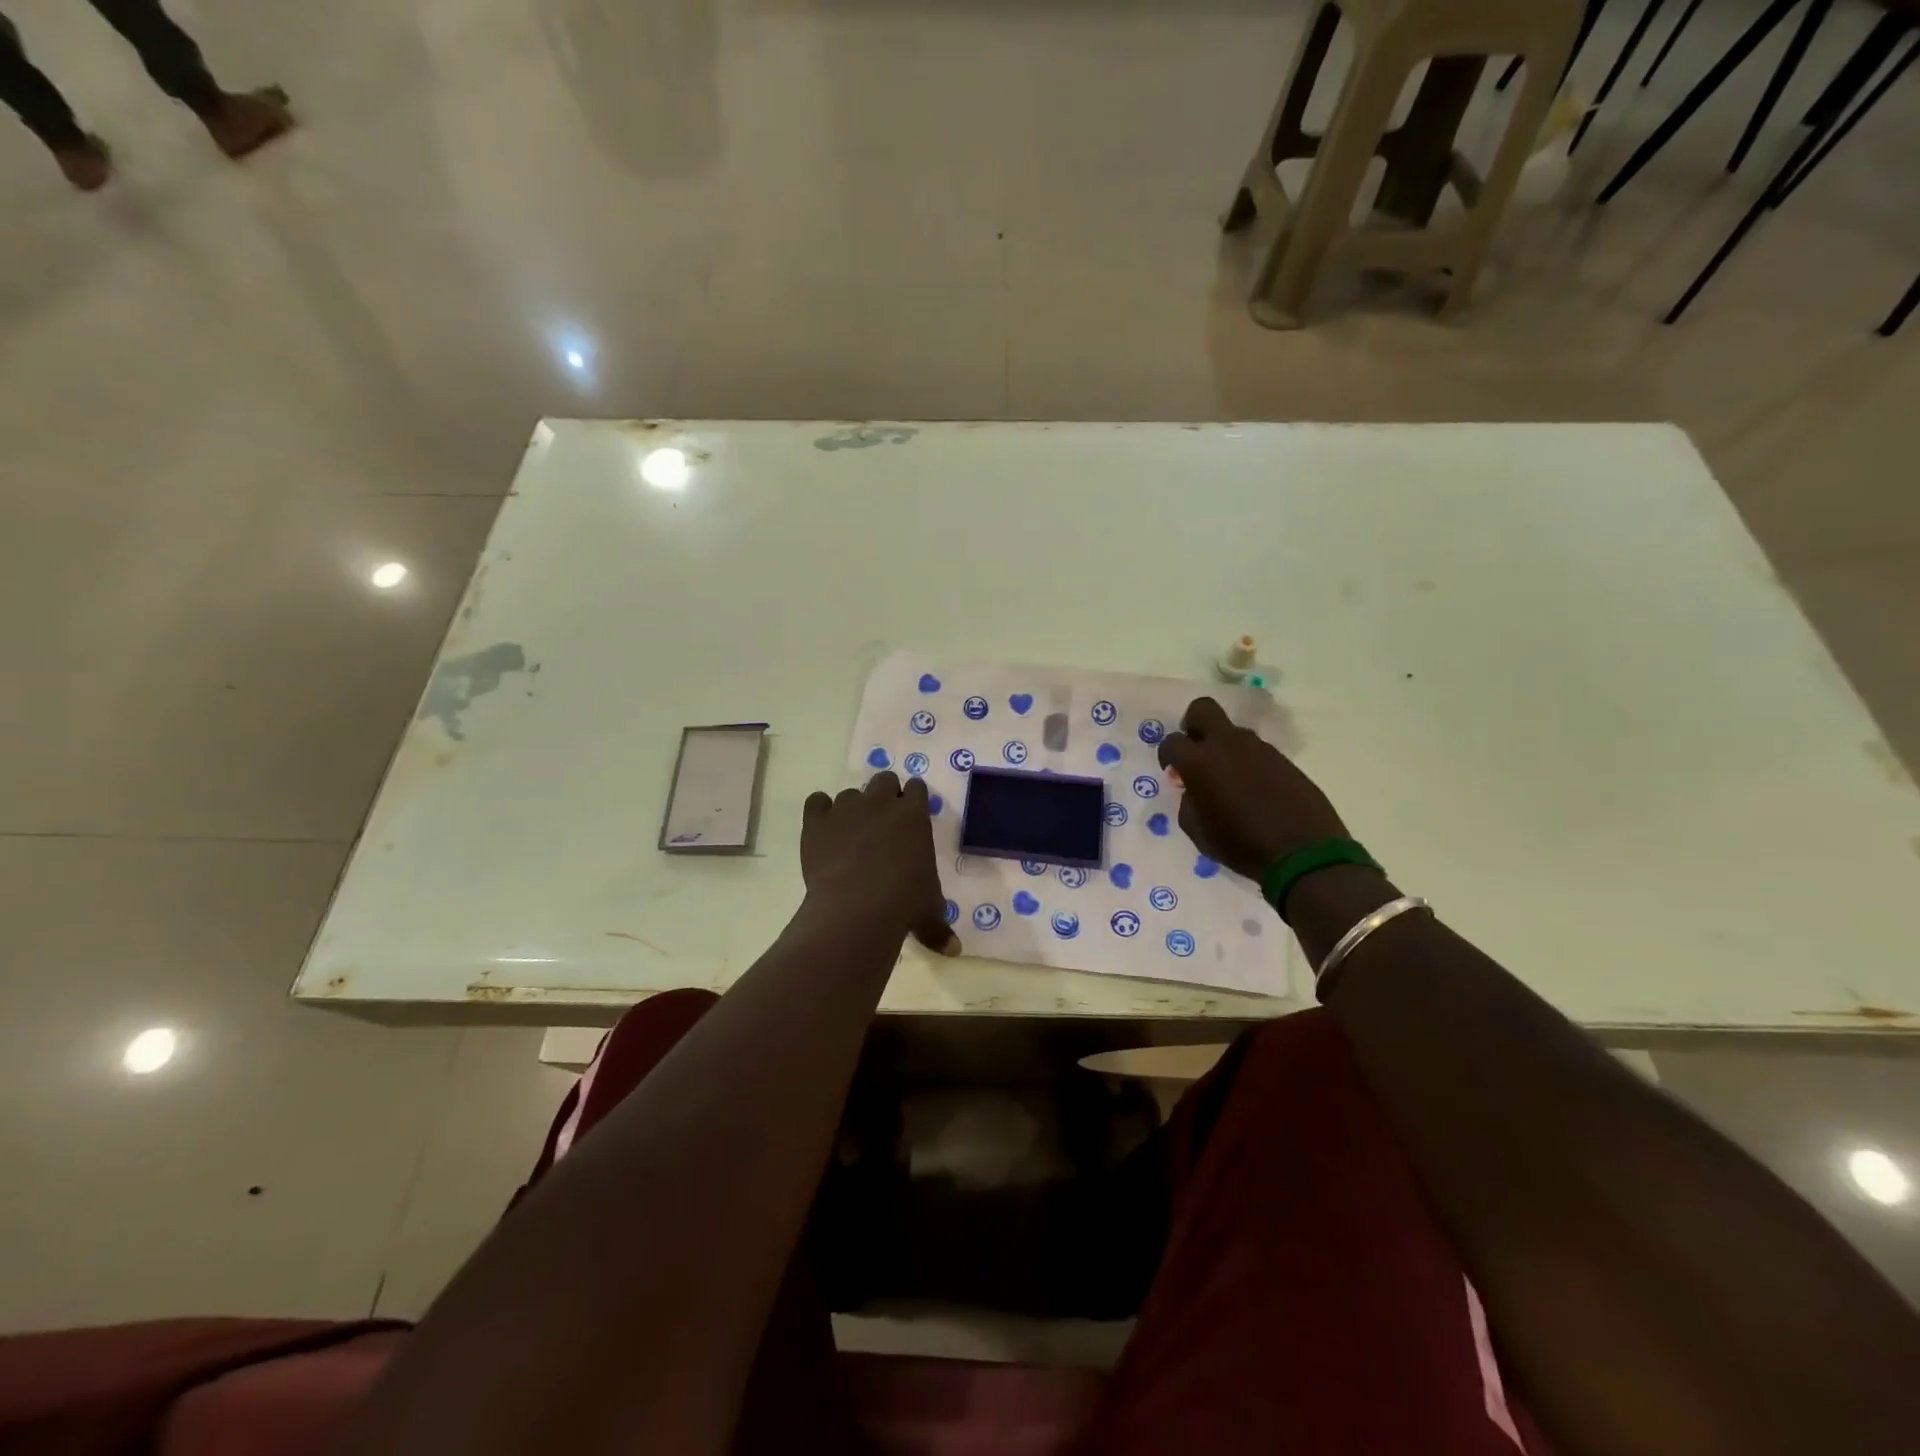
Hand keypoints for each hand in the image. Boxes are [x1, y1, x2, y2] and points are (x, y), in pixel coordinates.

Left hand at [802, 773, 959, 955]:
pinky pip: (816, 801)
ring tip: (850, 834)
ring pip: (850, 793)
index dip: (912, 800)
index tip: (910, 816)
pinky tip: (823, 830)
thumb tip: (954, 951)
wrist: (856, 908)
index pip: (917, 789)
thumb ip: (939, 926)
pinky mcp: (817, 821)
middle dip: (884, 795)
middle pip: (884, 780)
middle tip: (882, 822)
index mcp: (914, 815)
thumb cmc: (903, 904)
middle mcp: (881, 802)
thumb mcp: (928, 912)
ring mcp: (846, 808)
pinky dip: (820, 812)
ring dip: (852, 808)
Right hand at [1157, 697, 1349, 879]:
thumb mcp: (1198, 831)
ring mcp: (1259, 748)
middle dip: (1193, 724)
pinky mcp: (1282, 758)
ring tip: (1229, 780)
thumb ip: (1188, 802)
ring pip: (1232, 732)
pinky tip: (1254, 789)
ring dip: (1224, 748)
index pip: (1172, 741)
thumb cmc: (1241, 845)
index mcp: (1200, 762)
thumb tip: (1192, 788)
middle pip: (1202, 709)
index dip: (1169, 756)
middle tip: (1196, 751)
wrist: (1303, 852)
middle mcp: (1227, 745)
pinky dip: (1248, 763)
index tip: (1175, 773)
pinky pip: (1255, 751)